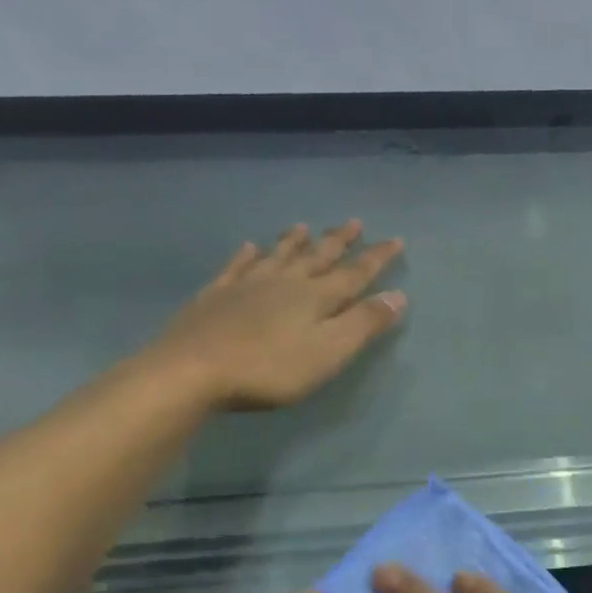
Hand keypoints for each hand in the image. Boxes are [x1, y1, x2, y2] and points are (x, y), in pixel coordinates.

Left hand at [146, 223, 406, 410]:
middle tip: (355, 222)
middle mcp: (284, 283)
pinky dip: (245, 255)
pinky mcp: (215, 297)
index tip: (396, 240)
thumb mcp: (330, 351)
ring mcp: (246, 286)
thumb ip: (365, 323)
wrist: (193, 371)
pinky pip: (236, 267)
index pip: (355, 273)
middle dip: (339, 241)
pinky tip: (248, 247)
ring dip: (294, 241)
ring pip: (278, 255)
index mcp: (316, 297)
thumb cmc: (271, 368)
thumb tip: (398, 295)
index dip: (377, 258)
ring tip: (304, 226)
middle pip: (317, 257)